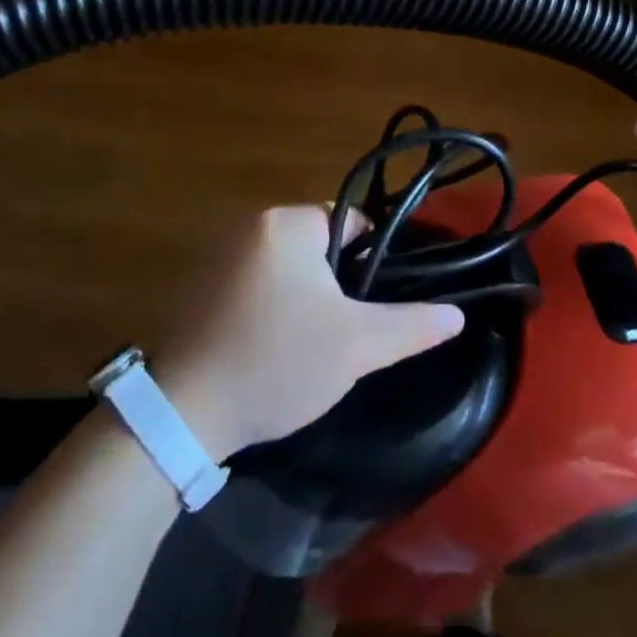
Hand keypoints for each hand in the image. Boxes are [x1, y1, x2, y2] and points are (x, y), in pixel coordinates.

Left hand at [157, 206, 464, 457]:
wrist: (180, 414)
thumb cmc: (276, 363)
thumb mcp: (356, 346)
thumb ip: (411, 325)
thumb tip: (456, 315)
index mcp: (287, 223)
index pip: (351, 223)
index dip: (371, 263)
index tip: (369, 307)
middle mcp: (250, 225)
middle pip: (318, 245)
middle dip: (336, 285)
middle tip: (341, 333)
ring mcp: (217, 254)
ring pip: (286, 268)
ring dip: (303, 298)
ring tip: (306, 347)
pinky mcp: (197, 286)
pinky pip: (253, 284)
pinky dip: (269, 307)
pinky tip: (268, 350)